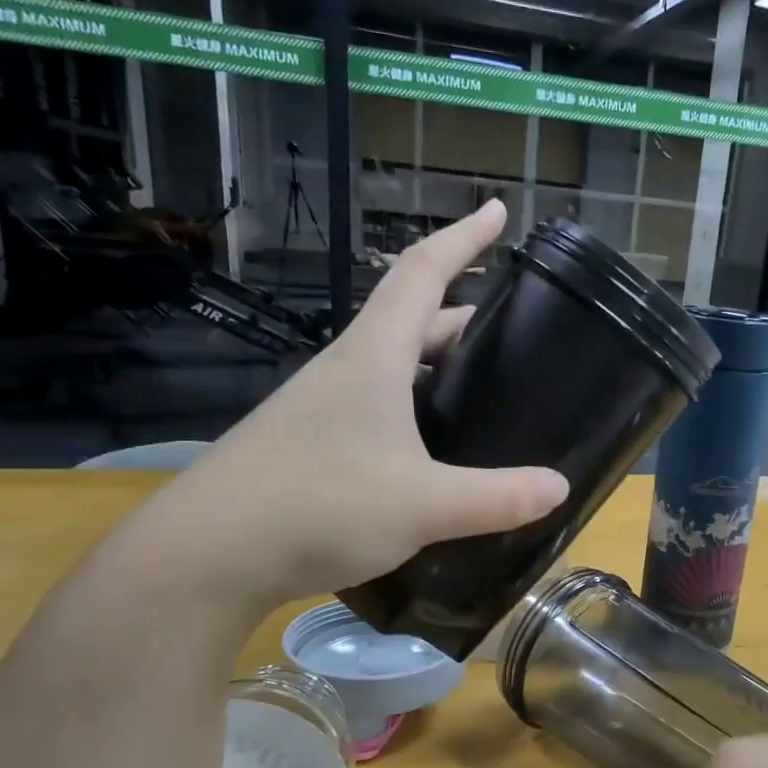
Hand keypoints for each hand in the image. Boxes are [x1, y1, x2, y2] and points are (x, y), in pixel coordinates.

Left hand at [116, 200, 566, 618]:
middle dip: (463, 314)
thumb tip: (560, 487)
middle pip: (411, 320)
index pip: (422, 273)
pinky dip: (414, 410)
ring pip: (393, 368)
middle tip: (512, 330)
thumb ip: (497, 497)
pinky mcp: (311, 446)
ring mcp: (323, 409)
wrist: (207, 556)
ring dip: (437, 365)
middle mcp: (346, 371)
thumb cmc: (318, 507)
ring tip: (482, 388)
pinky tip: (433, 450)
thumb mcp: (424, 505)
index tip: (498, 211)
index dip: (464, 238)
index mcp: (374, 358)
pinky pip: (377, 409)